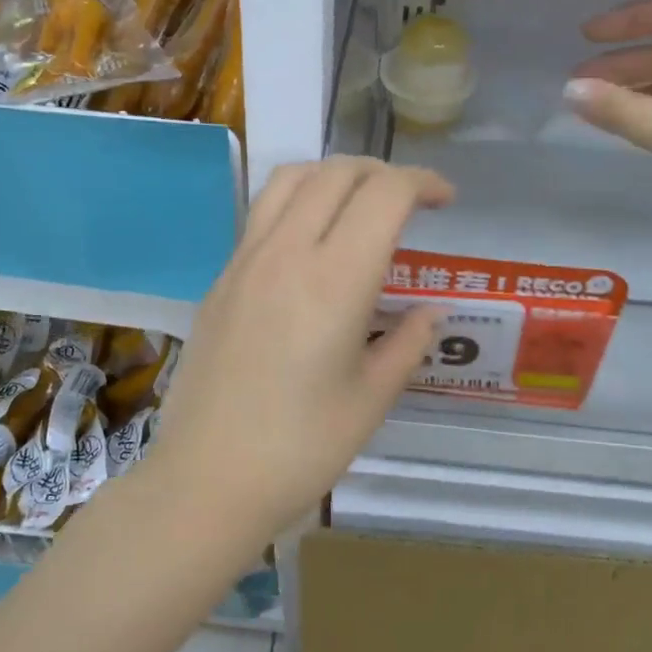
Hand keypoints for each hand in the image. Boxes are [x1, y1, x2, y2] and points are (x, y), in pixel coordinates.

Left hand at [137, 158, 452, 548]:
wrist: (205, 480)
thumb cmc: (300, 450)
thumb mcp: (371, 400)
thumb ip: (408, 344)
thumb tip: (429, 313)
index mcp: (334, 281)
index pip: (384, 194)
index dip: (422, 182)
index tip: (445, 200)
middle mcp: (286, 253)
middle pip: (337, 172)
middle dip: (383, 172)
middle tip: (409, 202)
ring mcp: (244, 261)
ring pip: (291, 179)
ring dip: (334, 176)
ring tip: (359, 206)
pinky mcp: (220, 279)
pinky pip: (262, 213)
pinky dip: (299, 202)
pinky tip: (312, 245)